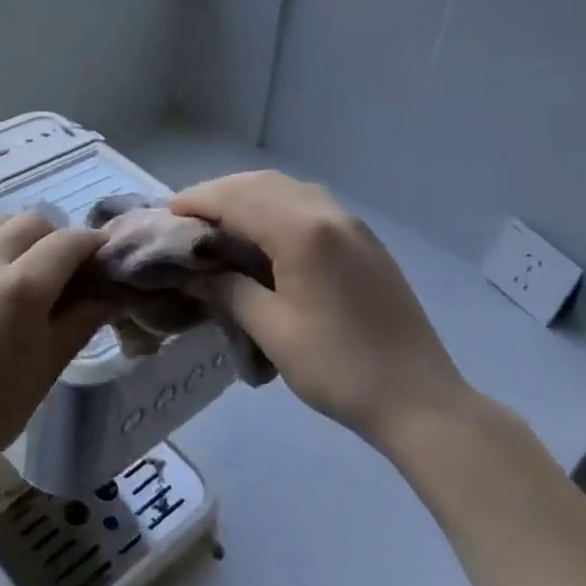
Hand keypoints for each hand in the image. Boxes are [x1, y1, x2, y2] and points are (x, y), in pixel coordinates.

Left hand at [0, 214, 107, 496]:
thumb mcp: (47, 366)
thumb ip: (82, 319)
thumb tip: (112, 292)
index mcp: (20, 285)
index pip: (69, 241)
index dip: (94, 246)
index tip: (106, 262)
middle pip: (34, 222)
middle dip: (58, 239)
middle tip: (68, 274)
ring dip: (23, 237)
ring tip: (29, 274)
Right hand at [170, 172, 472, 453]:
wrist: (420, 401)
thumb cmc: (338, 368)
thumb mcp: (271, 329)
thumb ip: (227, 288)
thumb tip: (189, 271)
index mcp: (303, 231)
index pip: (236, 199)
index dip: (196, 202)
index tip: (165, 215)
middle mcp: (327, 213)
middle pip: (260, 184)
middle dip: (218, 194)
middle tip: (186, 218)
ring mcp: (350, 223)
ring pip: (286, 189)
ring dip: (247, 196)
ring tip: (217, 222)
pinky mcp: (363, 240)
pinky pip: (308, 204)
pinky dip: (275, 206)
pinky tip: (261, 232)